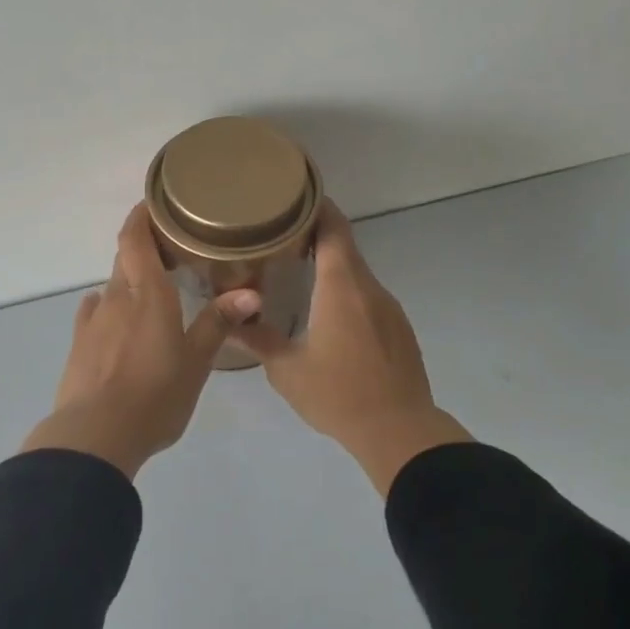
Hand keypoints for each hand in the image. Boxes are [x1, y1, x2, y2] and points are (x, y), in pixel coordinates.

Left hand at [21, 203, 260, 479]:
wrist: (95, 435)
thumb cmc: (155, 395)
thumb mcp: (196, 362)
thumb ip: (218, 323)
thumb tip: (250, 293)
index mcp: (147, 294)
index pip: (135, 238)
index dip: (141, 216)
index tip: (154, 204)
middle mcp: (116, 297)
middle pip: (125, 259)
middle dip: (143, 248)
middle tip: (171, 251)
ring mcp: (92, 321)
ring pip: (111, 287)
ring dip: (129, 282)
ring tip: (152, 293)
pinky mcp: (79, 345)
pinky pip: (95, 313)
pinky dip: (109, 308)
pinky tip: (119, 322)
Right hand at [233, 201, 470, 495]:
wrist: (399, 431)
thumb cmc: (338, 394)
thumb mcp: (287, 370)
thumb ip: (258, 339)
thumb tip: (230, 320)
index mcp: (342, 288)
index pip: (333, 230)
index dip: (317, 207)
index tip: (294, 197)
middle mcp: (369, 288)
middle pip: (345, 247)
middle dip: (316, 236)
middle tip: (282, 236)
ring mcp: (389, 308)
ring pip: (358, 274)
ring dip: (332, 267)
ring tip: (300, 272)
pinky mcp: (399, 328)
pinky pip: (369, 297)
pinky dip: (347, 292)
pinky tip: (329, 314)